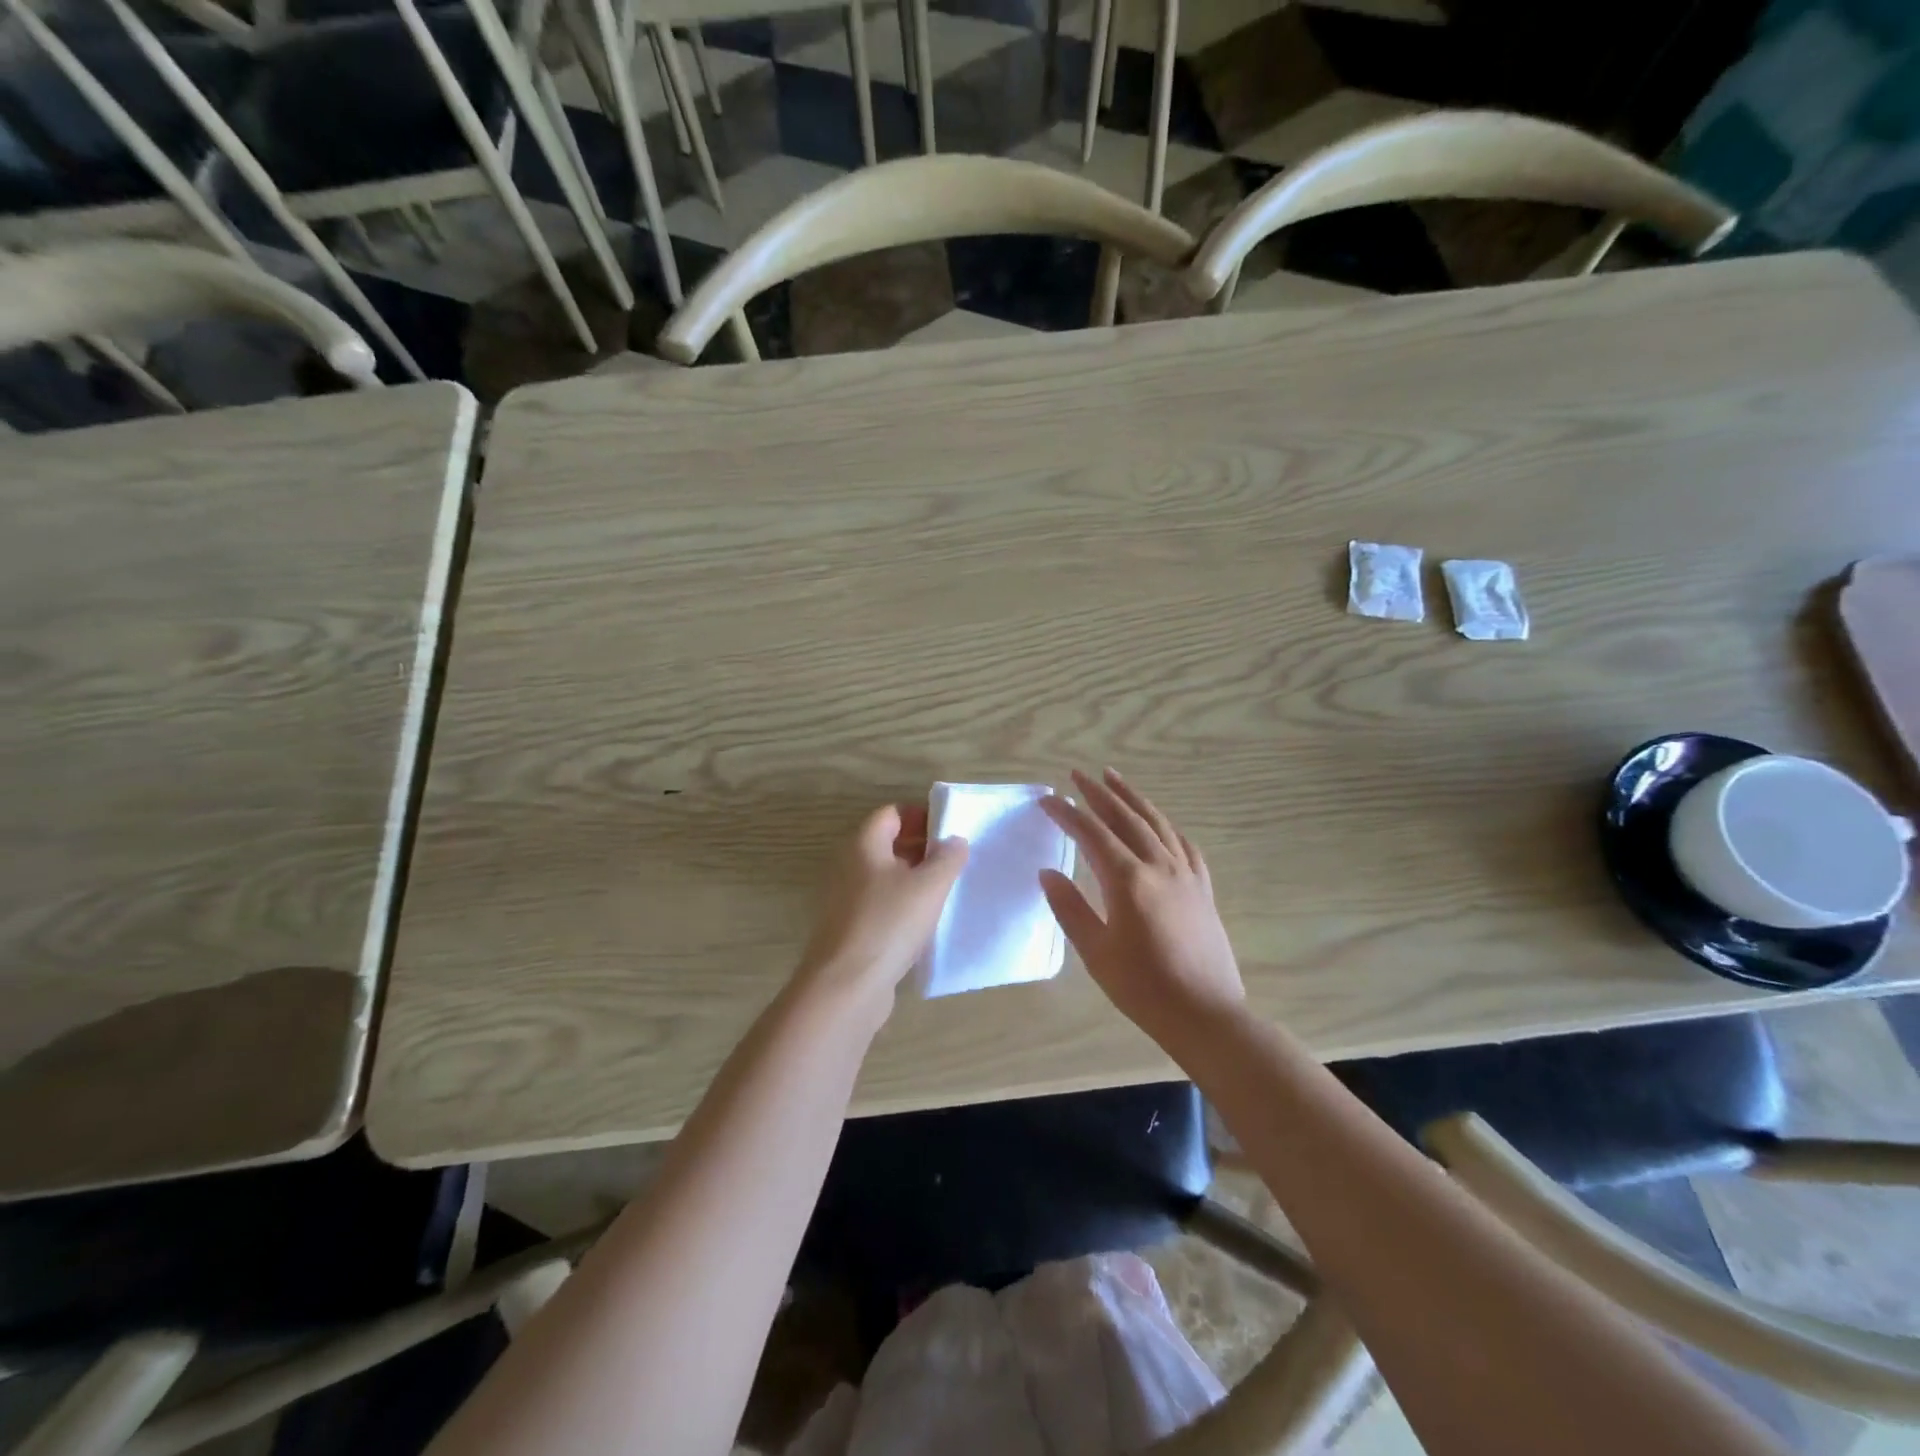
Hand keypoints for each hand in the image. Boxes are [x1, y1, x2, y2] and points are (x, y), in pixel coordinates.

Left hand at [793, 804, 968, 1015]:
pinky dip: (903, 905)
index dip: (922, 816)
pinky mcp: (851, 928)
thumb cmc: (888, 924)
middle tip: (955, 860)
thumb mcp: (929, 886)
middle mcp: (849, 866)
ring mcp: (846, 899)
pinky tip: (926, 922)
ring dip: (915, 878)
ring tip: (947, 890)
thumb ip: (948, 858)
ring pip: (886, 876)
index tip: (950, 831)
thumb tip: (955, 840)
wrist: (846, 986)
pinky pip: (881, 904)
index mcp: (863, 845)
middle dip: (922, 847)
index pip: (892, 814)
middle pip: (888, 844)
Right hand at [1040, 768, 1244, 1046]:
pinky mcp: (1203, 888)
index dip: (1068, 814)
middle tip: (1078, 774)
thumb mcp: (1096, 952)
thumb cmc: (1143, 988)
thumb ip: (1070, 908)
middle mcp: (1159, 866)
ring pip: (1157, 823)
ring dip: (1133, 798)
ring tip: (1114, 779)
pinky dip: (1165, 826)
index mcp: (1128, 880)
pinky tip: (1159, 823)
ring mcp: (1186, 875)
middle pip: (1126, 818)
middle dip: (1099, 793)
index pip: (1092, 834)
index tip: (1048, 800)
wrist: (1205, 1014)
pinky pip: (1183, 844)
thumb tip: (1047, 873)